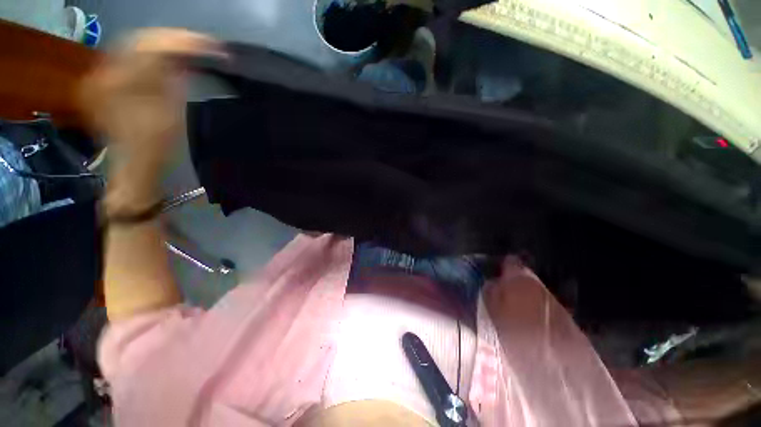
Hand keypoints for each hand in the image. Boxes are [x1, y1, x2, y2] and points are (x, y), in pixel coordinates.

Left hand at [80, 28, 225, 175]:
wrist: (134, 165)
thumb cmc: (156, 148)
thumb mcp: (171, 116)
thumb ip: (174, 83)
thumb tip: (185, 60)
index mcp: (120, 83)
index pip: (152, 47)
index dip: (183, 43)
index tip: (210, 45)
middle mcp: (105, 73)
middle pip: (141, 40)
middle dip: (173, 39)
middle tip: (202, 43)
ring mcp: (103, 76)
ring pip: (135, 46)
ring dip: (164, 44)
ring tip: (189, 47)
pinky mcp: (107, 82)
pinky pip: (131, 57)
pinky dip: (152, 54)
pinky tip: (169, 56)